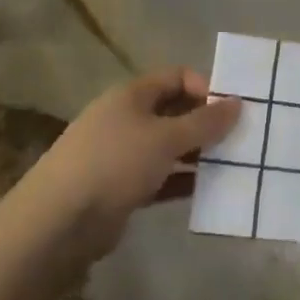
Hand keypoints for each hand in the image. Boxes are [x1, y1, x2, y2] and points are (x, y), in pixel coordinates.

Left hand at [26, 68, 238, 253]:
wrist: (58, 222)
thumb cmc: (115, 163)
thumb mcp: (166, 138)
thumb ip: (205, 122)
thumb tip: (237, 103)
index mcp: (132, 95)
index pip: (177, 77)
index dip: (206, 87)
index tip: (232, 109)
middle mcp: (126, 119)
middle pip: (174, 112)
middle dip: (206, 124)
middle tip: (240, 139)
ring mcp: (122, 155)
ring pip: (169, 147)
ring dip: (198, 155)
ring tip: (232, 166)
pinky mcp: (121, 189)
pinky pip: (161, 178)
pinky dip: (182, 182)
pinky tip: (209, 192)